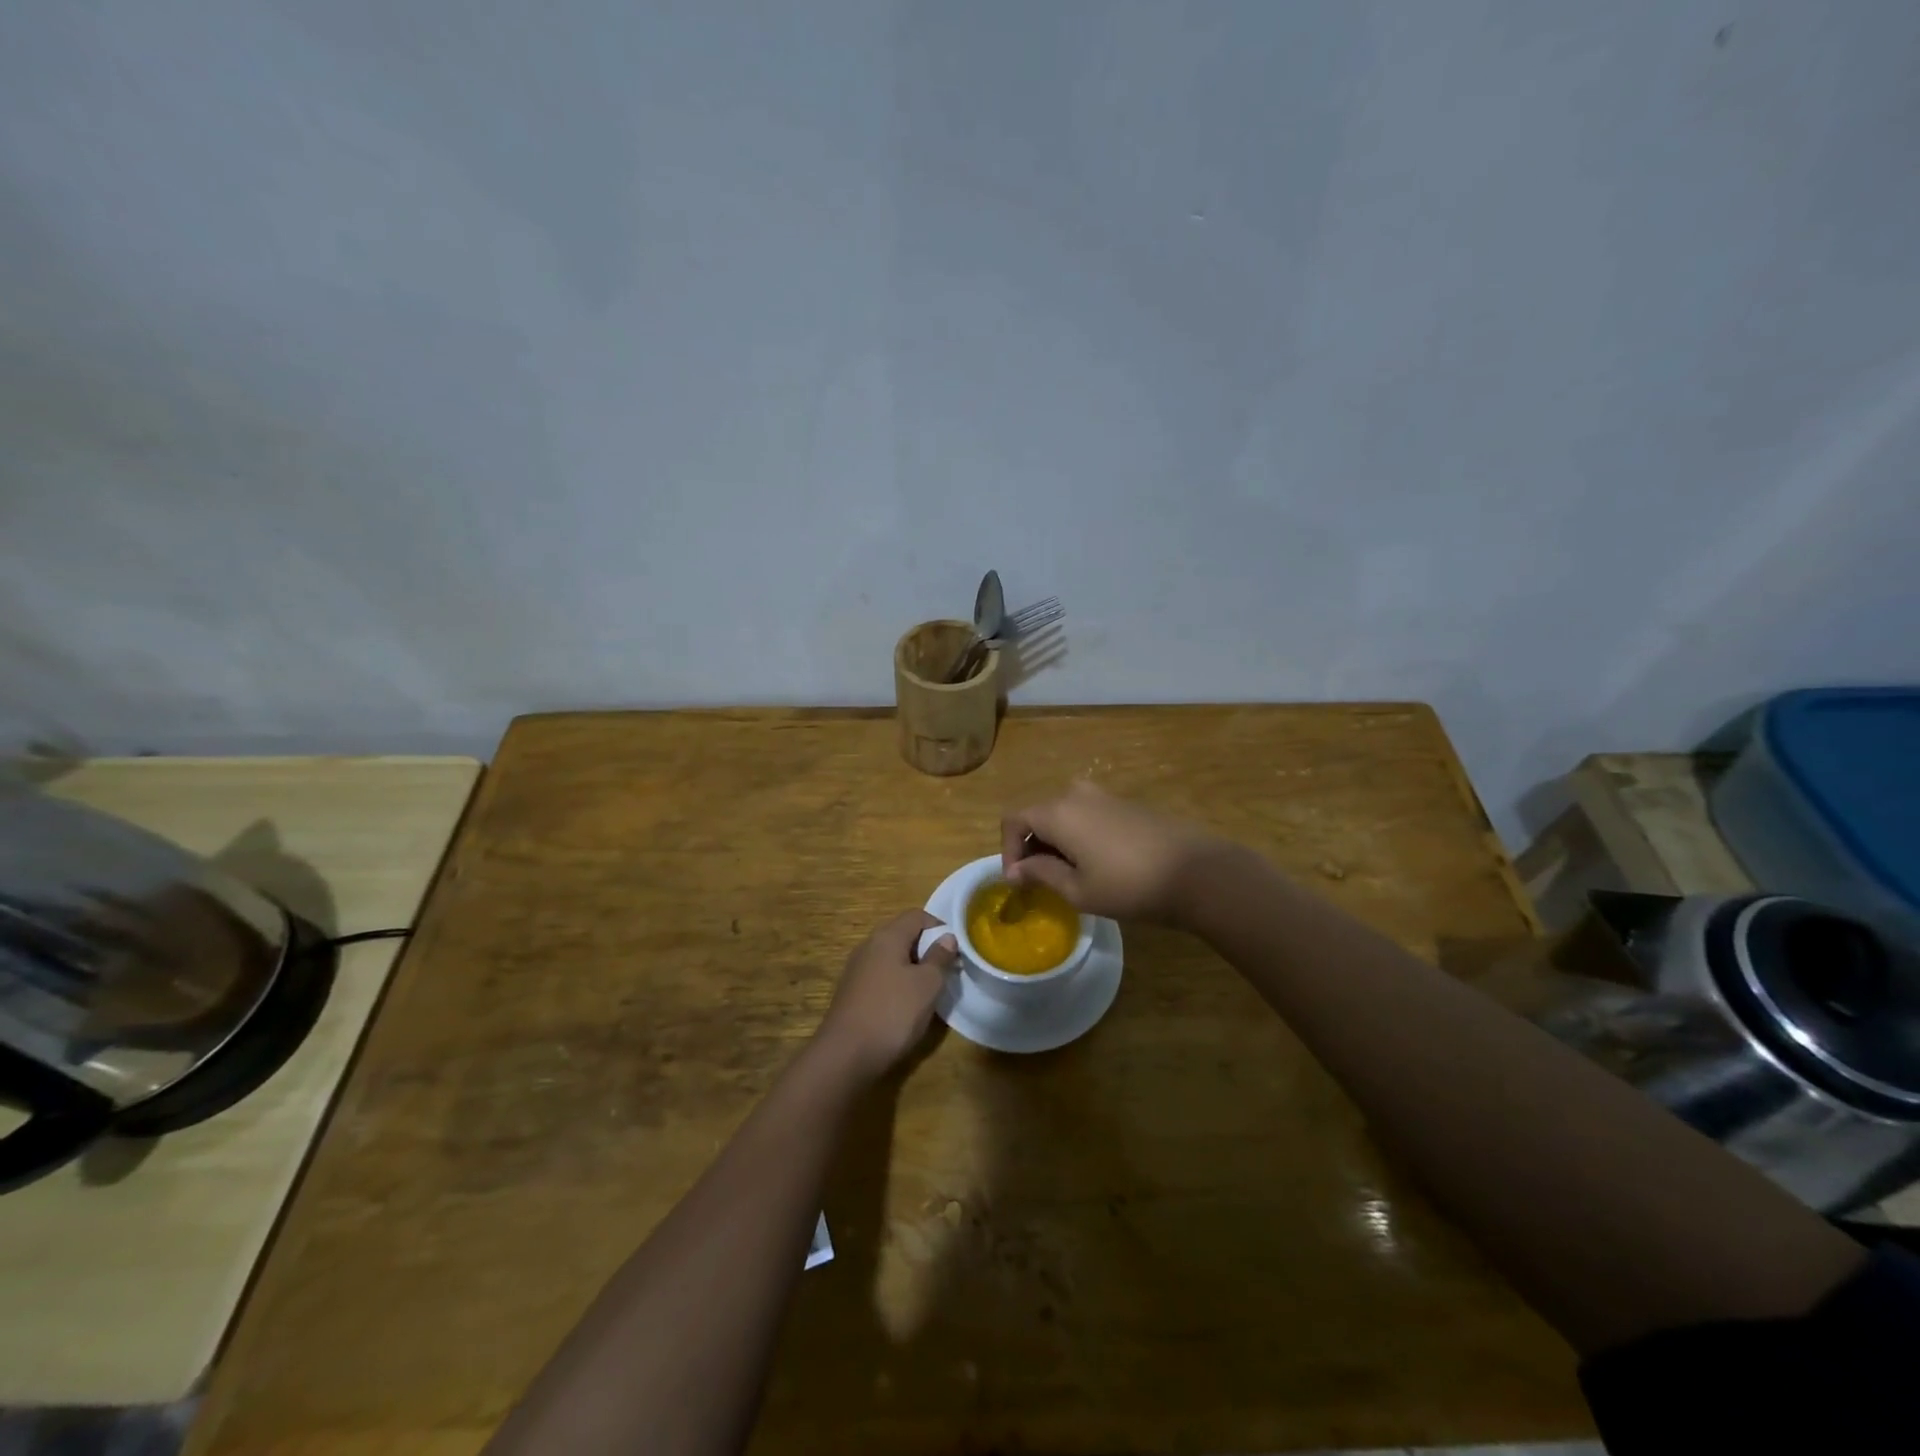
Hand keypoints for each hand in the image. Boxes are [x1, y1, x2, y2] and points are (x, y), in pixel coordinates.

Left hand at [816, 910, 955, 1079]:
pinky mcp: (851, 992)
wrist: (846, 1054)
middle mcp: (868, 946)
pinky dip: (896, 983)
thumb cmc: (893, 1012)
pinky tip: (905, 1007)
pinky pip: (880, 976)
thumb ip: (939, 957)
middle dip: (926, 948)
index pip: (917, 916)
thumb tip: (947, 937)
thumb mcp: (927, 984)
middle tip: (945, 971)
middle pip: (902, 934)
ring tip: (928, 991)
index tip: (955, 950)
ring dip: (912, 968)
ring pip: (891, 957)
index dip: (939, 927)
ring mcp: (856, 969)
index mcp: (887, 937)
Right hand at [1002, 781, 1227, 924]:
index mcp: (1058, 812)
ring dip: (1055, 842)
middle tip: (1040, 882)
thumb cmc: (1129, 886)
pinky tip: (1096, 864)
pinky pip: (1087, 815)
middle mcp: (1076, 795)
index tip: (1019, 881)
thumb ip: (1040, 874)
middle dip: (1031, 847)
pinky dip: (1078, 836)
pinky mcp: (1126, 804)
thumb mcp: (1078, 890)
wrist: (1197, 872)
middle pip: (1038, 815)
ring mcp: (1104, 796)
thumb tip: (1015, 870)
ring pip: (1063, 814)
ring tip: (1067, 875)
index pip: (1014, 820)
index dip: (1008, 850)